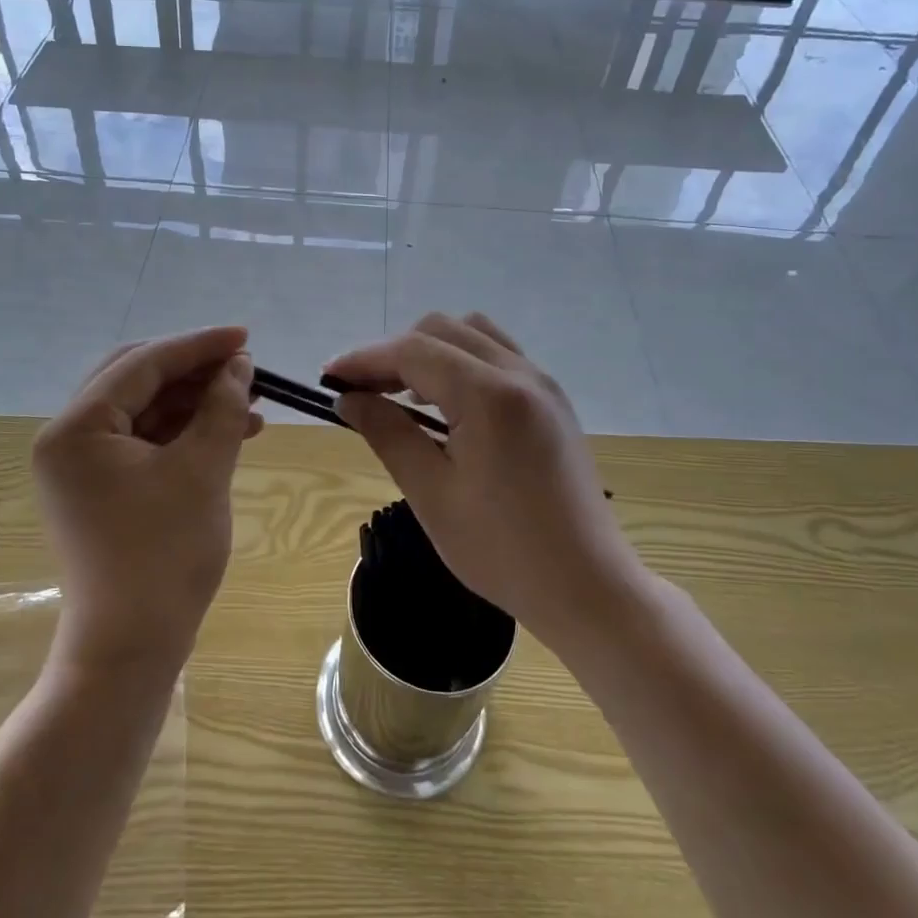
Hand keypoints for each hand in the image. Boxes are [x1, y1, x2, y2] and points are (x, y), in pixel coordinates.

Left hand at [33, 327, 259, 675]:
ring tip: (249, 405)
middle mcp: (67, 438)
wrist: (132, 648)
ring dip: (194, 402)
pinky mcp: (99, 486)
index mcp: (77, 428)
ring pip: (144, 409)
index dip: (198, 346)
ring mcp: (81, 464)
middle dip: (193, 370)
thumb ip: (221, 407)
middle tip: (243, 367)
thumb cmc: (164, 556)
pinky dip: (183, 432)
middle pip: (136, 379)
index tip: (245, 336)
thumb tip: (240, 365)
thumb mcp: (202, 471)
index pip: (142, 364)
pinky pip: (144, 441)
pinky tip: (231, 433)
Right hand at [325, 313, 647, 656]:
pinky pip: (498, 356)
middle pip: (442, 330)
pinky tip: (446, 403)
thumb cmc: (502, 550)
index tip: (329, 378)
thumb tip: (349, 399)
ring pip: (473, 335)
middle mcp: (520, 374)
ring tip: (403, 394)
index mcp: (490, 395)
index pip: (414, 351)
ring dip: (430, 351)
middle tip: (363, 391)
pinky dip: (461, 362)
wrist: (587, 586)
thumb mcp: (431, 494)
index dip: (365, 358)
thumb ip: (388, 433)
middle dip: (394, 352)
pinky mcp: (552, 401)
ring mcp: (542, 384)